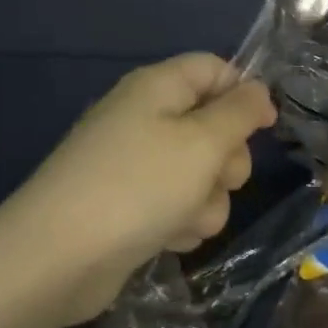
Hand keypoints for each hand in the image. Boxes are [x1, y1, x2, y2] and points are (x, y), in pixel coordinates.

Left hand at [0, 55, 274, 327]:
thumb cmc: (139, 186)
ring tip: (185, 218)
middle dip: (227, 159)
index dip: (245, 92)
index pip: (213, 69)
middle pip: (213, 126)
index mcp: (158, 88)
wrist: (59, 258)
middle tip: (219, 179)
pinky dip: (181, 221)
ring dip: (207, 200)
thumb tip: (257, 89)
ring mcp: (136, 165)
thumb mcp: (202, 142)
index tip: (267, 126)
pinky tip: (168, 238)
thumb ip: (239, 112)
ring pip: (201, 174)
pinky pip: (178, 205)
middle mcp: (146, 119)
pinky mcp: (131, 206)